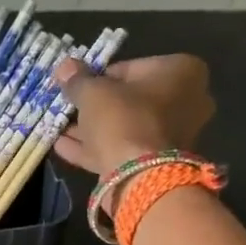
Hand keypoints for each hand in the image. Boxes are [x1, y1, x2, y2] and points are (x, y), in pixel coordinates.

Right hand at [51, 54, 215, 174]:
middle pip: (129, 100)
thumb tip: (64, 67)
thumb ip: (78, 79)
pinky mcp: (158, 163)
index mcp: (181, 71)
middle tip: (69, 107)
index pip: (130, 68)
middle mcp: (186, 101)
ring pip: (124, 127)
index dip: (98, 77)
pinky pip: (122, 149)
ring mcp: (173, 136)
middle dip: (97, 106)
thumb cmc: (123, 120)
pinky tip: (63, 147)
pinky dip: (95, 148)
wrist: (141, 178)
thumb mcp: (93, 92)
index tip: (78, 87)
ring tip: (59, 128)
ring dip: (91, 128)